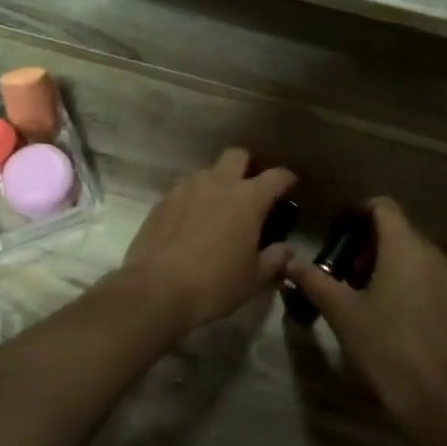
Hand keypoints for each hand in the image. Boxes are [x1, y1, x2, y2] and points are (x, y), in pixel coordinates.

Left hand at [118, 148, 297, 337]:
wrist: (156, 289)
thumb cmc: (215, 284)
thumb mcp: (254, 278)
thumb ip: (275, 259)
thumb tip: (286, 250)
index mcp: (248, 199)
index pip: (276, 177)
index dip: (286, 179)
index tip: (289, 186)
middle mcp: (217, 184)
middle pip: (236, 156)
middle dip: (246, 167)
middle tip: (249, 191)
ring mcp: (185, 189)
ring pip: (206, 172)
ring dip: (216, 184)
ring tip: (216, 210)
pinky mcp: (161, 202)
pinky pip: (183, 191)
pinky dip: (192, 201)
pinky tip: (190, 224)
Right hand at [284, 197, 446, 420]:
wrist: (431, 395)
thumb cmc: (382, 344)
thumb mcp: (340, 311)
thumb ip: (314, 281)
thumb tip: (289, 263)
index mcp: (403, 248)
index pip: (384, 207)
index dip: (360, 211)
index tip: (339, 231)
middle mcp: (431, 255)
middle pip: (399, 230)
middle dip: (369, 242)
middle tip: (344, 268)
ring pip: (414, 254)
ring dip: (388, 261)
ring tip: (363, 291)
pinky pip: (428, 276)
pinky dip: (407, 280)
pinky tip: (390, 311)